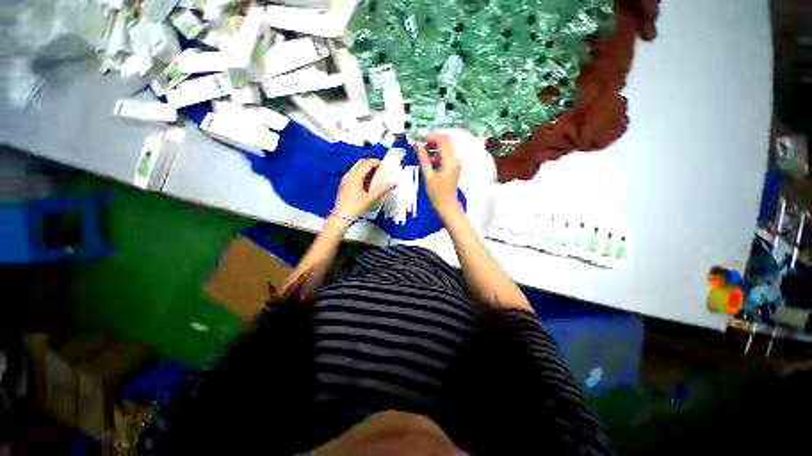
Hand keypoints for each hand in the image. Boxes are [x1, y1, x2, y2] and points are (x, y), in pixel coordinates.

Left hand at [333, 158, 395, 220]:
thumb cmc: (356, 206)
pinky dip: (361, 173)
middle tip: (380, 169)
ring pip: (356, 168)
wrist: (341, 216)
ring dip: (366, 168)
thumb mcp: (370, 198)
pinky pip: (353, 173)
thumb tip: (393, 183)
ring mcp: (345, 179)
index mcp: (356, 176)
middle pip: (361, 163)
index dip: (376, 162)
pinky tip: (367, 182)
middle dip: (371, 163)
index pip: (367, 163)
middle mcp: (349, 174)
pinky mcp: (344, 184)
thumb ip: (382, 189)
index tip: (385, 165)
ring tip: (375, 176)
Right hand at [416, 133, 461, 218]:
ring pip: (445, 149)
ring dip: (434, 149)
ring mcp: (455, 164)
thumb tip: (418, 145)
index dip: (430, 136)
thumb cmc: (437, 193)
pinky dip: (437, 156)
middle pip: (445, 142)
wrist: (447, 206)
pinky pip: (445, 157)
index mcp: (450, 160)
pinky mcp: (453, 168)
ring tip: (422, 154)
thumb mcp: (428, 175)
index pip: (442, 140)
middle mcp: (455, 159)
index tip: (419, 139)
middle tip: (420, 146)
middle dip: (432, 141)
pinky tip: (428, 162)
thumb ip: (423, 158)